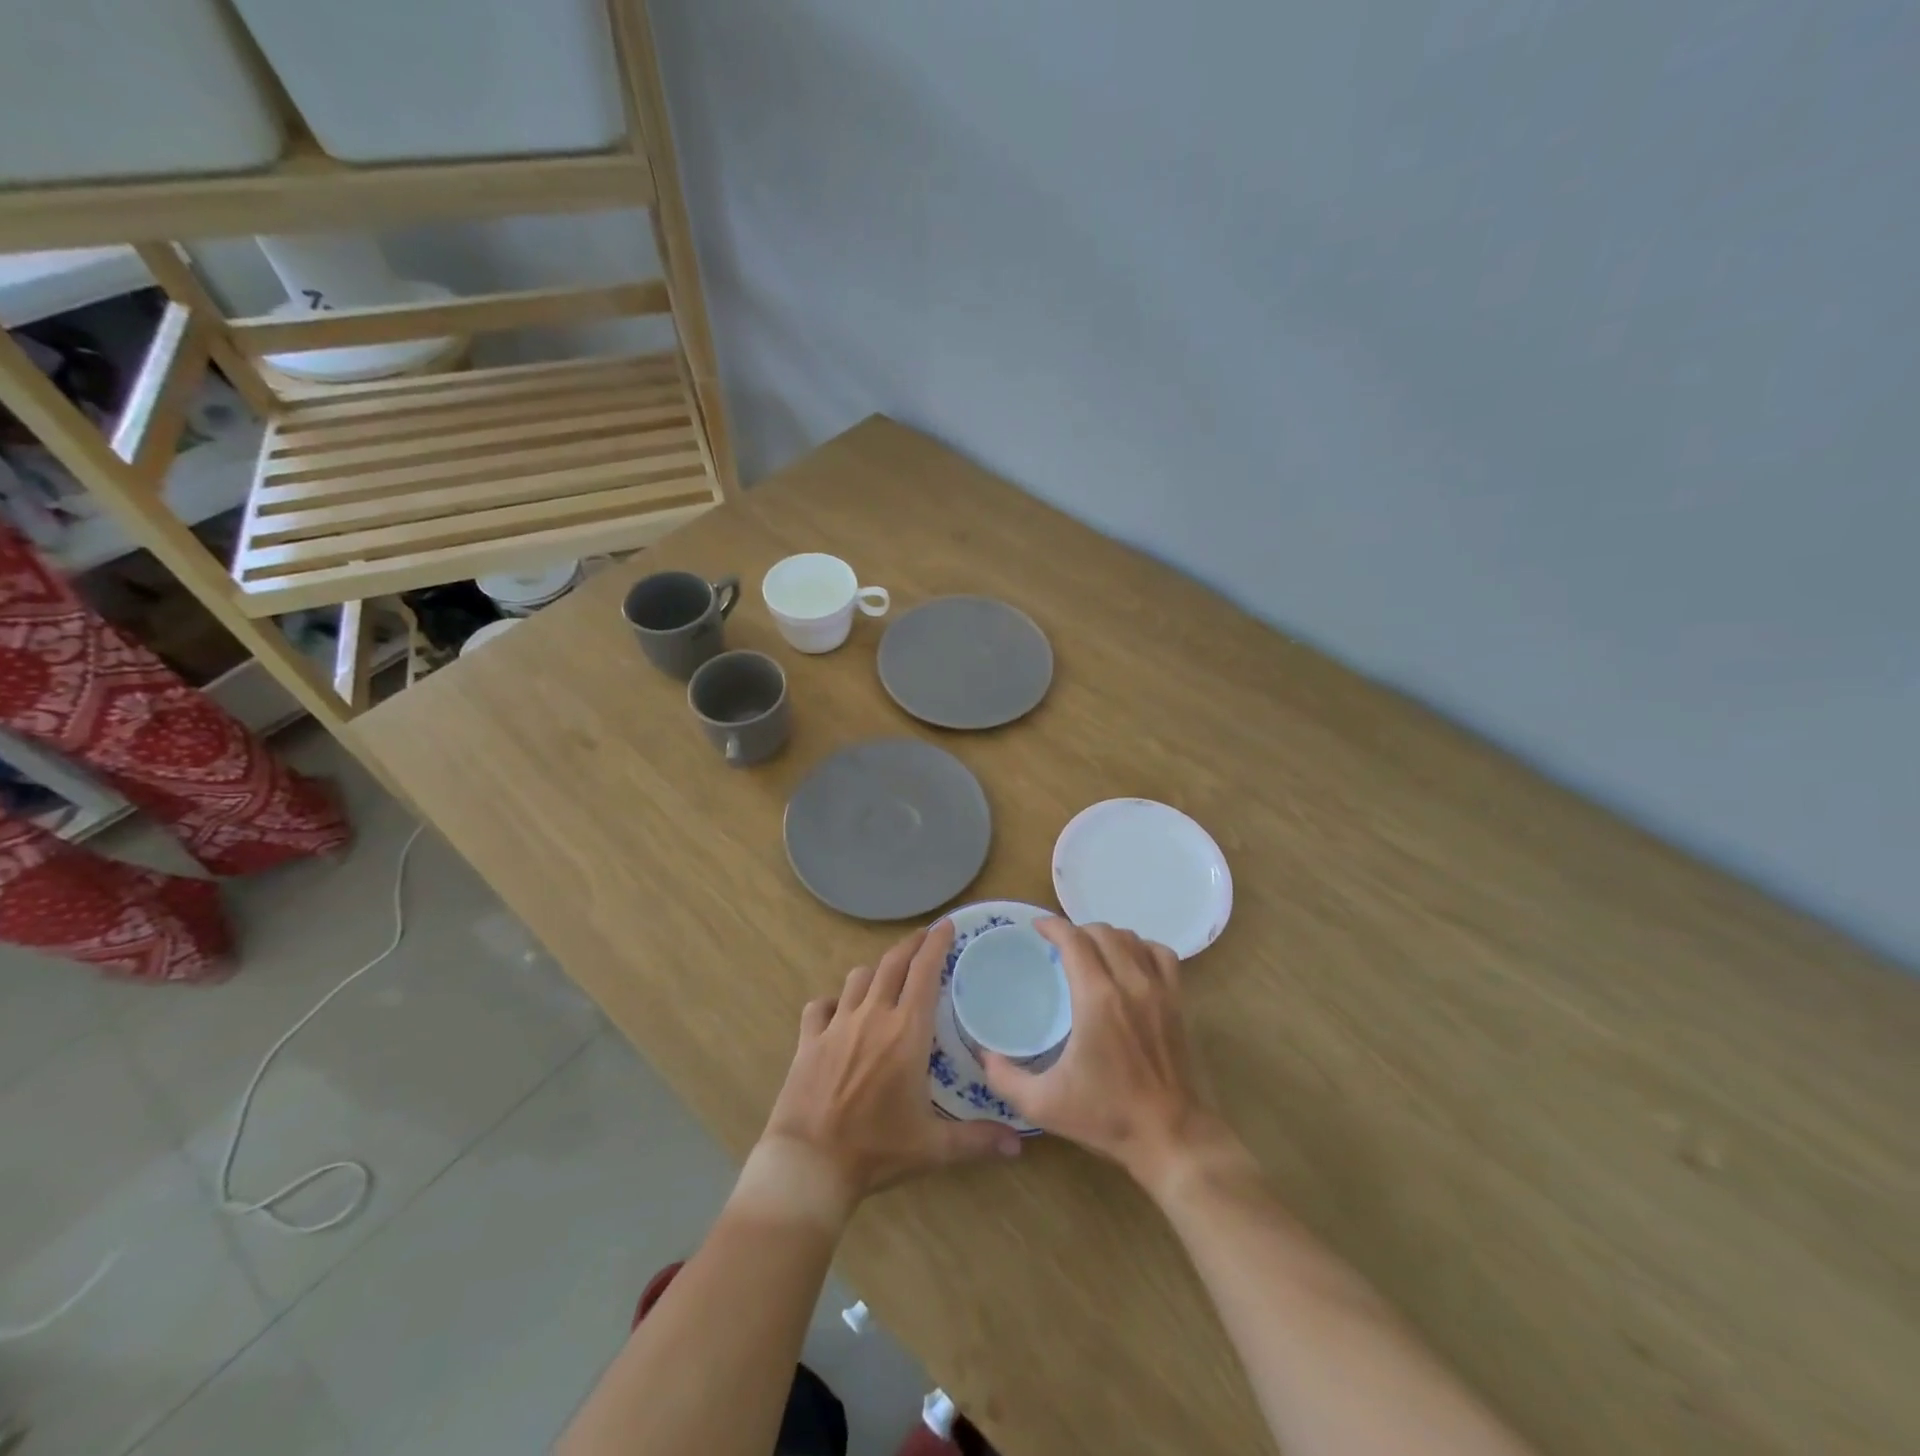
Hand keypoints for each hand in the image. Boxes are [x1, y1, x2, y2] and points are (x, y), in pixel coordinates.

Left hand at [755, 921, 1022, 1221]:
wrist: (810, 1164)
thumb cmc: (877, 1150)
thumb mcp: (933, 1148)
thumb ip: (978, 1139)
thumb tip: (1019, 1145)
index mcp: (906, 1032)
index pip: (925, 972)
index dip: (936, 943)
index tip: (947, 925)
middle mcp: (873, 1016)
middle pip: (892, 964)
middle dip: (911, 944)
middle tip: (924, 937)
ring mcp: (837, 1025)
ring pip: (858, 978)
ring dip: (875, 971)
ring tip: (886, 976)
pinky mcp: (808, 1039)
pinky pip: (820, 1006)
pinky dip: (832, 1001)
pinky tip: (839, 1010)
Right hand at [983, 918, 1220, 1190]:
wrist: (1170, 1137)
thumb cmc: (1106, 1117)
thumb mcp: (1043, 1104)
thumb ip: (1004, 1078)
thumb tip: (983, 1055)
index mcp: (1097, 999)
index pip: (1074, 940)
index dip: (1052, 926)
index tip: (1036, 928)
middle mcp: (1130, 983)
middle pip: (1102, 932)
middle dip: (1076, 931)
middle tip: (1059, 947)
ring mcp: (1159, 990)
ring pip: (1132, 938)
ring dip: (1107, 937)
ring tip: (1090, 952)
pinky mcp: (1178, 1001)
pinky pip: (1161, 954)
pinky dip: (1142, 948)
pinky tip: (1129, 963)